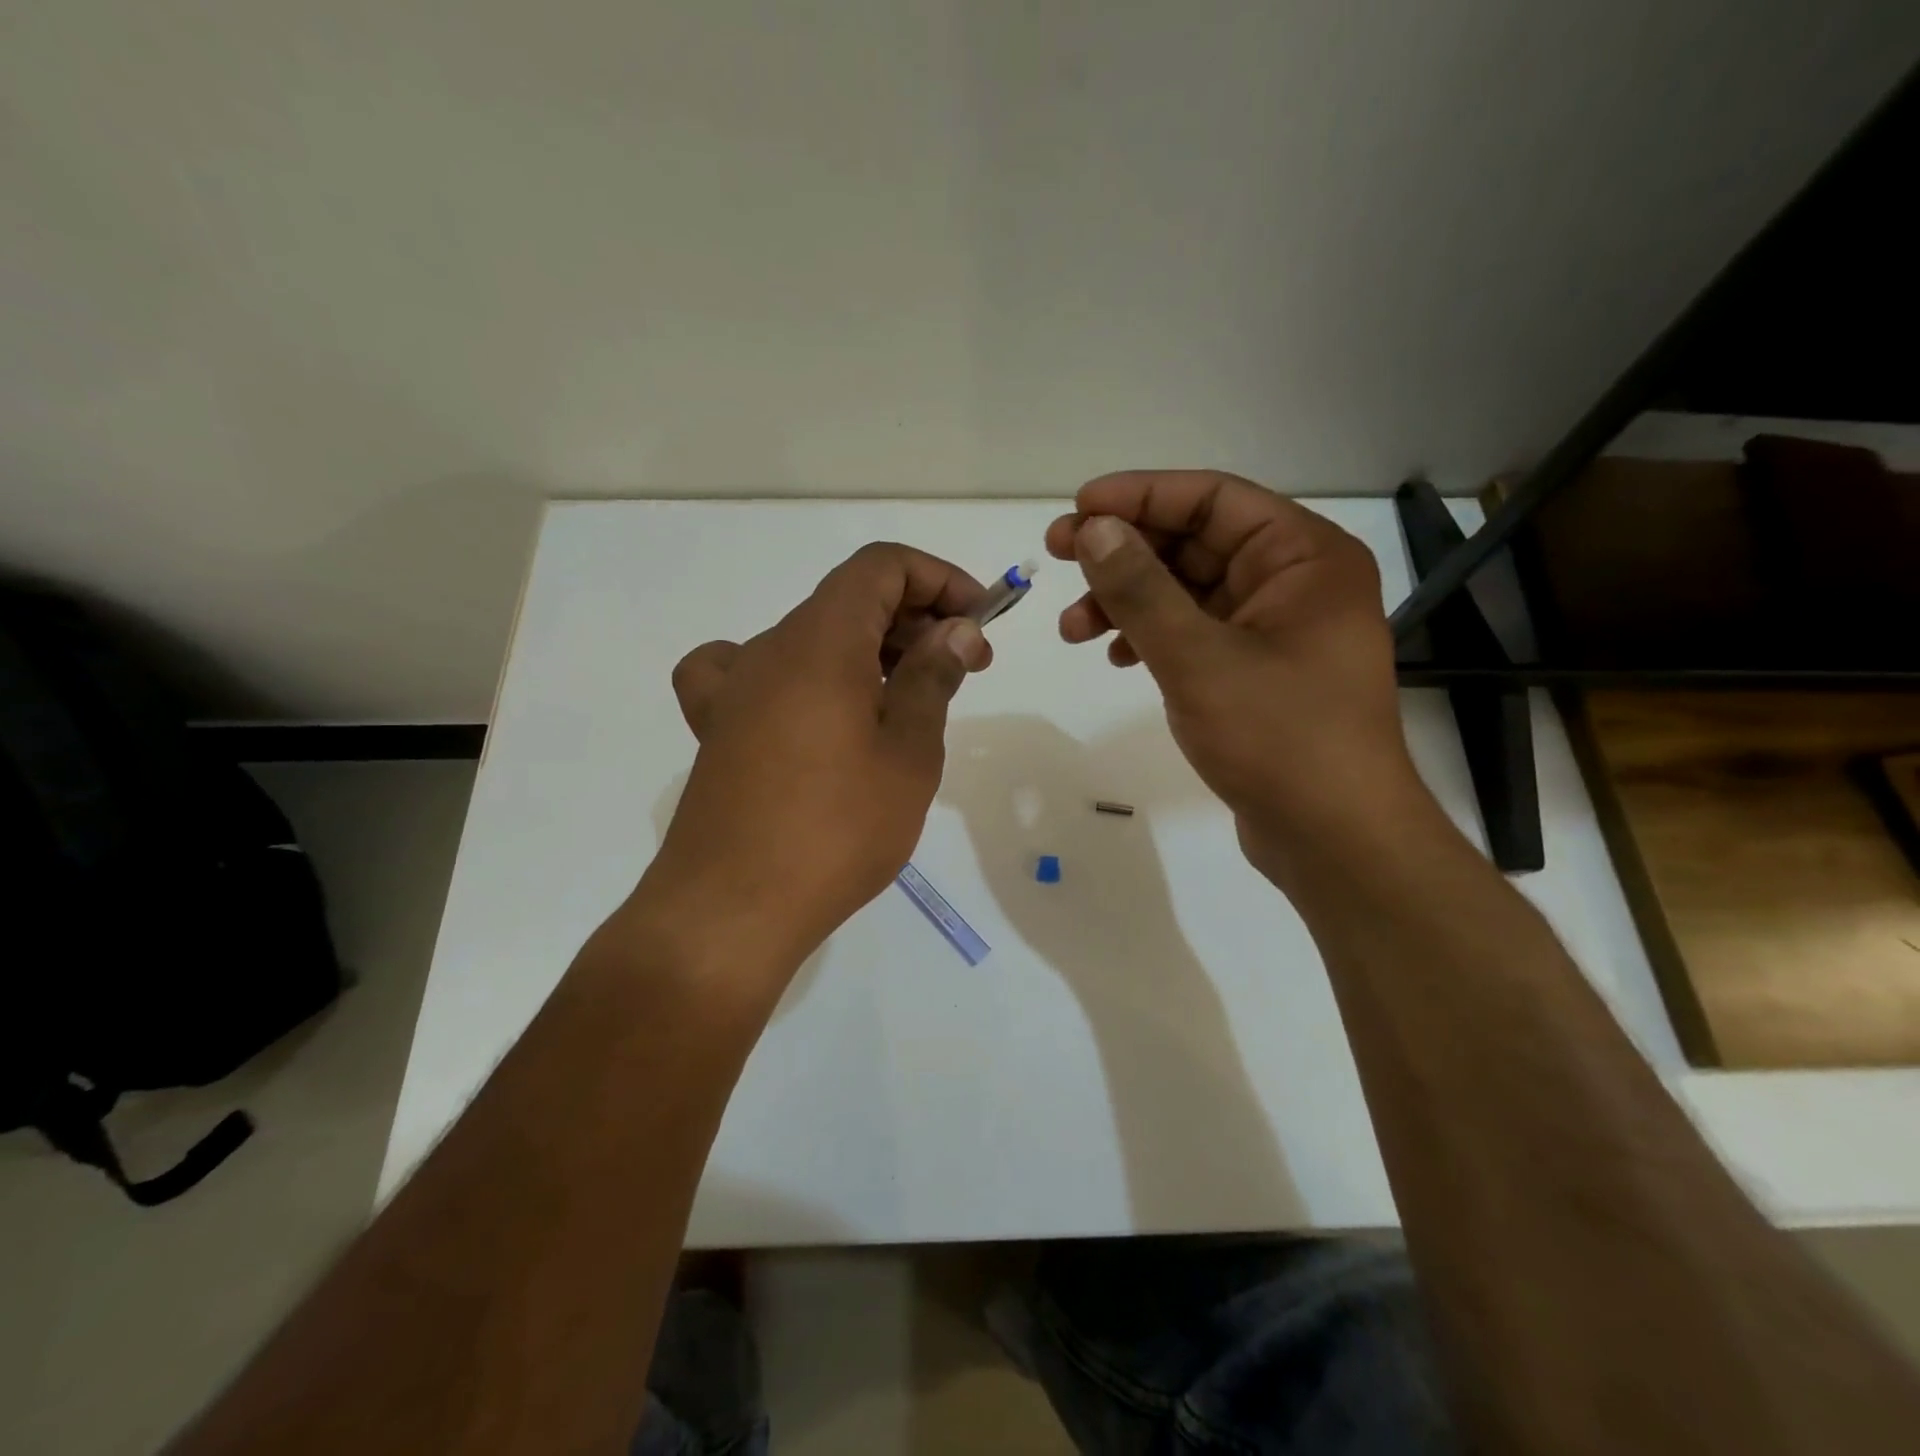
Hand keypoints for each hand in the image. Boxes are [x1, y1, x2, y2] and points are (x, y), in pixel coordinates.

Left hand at [647, 543, 991, 977]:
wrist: (731, 910)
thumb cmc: (836, 830)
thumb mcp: (908, 753)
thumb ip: (932, 679)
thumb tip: (955, 630)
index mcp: (821, 641)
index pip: (881, 566)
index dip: (938, 579)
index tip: (978, 622)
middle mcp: (770, 648)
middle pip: (849, 599)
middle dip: (916, 619)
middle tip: (964, 670)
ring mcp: (736, 688)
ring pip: (812, 637)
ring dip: (870, 649)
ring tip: (910, 701)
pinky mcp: (717, 728)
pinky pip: (750, 672)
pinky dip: (795, 674)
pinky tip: (807, 708)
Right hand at [1045, 471, 1428, 880]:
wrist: (1334, 840)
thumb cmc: (1279, 738)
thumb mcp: (1198, 658)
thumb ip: (1141, 589)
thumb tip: (1094, 529)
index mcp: (1304, 557)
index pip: (1213, 500)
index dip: (1139, 496)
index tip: (1076, 511)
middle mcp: (1295, 582)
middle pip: (1196, 543)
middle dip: (1124, 554)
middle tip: (1058, 558)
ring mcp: (1277, 630)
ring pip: (1188, 592)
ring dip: (1129, 602)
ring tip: (1073, 629)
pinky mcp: (1257, 672)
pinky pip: (1195, 634)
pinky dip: (1152, 638)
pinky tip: (1117, 657)